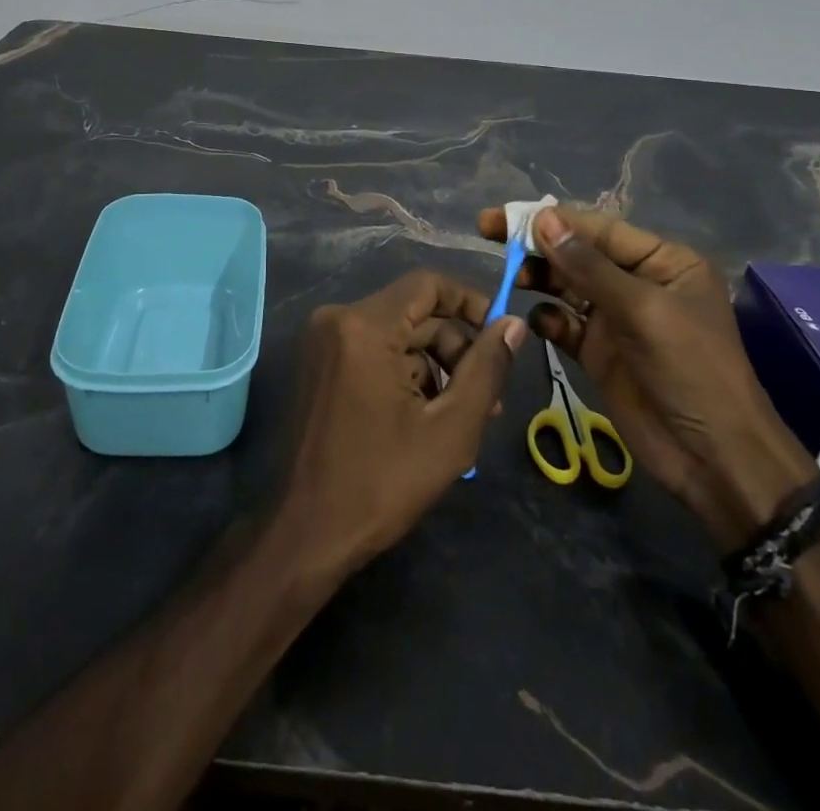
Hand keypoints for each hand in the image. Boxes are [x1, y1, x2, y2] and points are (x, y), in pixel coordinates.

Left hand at [276, 270, 527, 576]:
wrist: (306, 534)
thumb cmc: (381, 482)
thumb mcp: (450, 429)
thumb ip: (486, 370)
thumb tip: (513, 325)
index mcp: (364, 326)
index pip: (428, 284)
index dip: (471, 303)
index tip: (501, 336)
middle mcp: (337, 320)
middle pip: (414, 313)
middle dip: (456, 349)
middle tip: (490, 397)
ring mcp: (323, 342)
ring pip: (397, 336)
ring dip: (435, 367)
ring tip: (466, 416)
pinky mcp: (319, 365)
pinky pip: (374, 352)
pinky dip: (405, 375)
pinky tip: (428, 418)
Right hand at [478, 205, 816, 548]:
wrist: (715, 459)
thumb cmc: (691, 371)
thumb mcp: (643, 311)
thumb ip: (589, 267)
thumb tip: (543, 218)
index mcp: (662, 261)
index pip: (598, 229)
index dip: (550, 219)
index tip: (503, 216)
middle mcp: (637, 282)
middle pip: (577, 253)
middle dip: (537, 245)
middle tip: (488, 234)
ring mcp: (616, 318)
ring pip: (566, 285)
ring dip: (538, 278)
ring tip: (510, 279)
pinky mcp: (599, 351)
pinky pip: (564, 323)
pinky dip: (547, 319)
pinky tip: (536, 322)